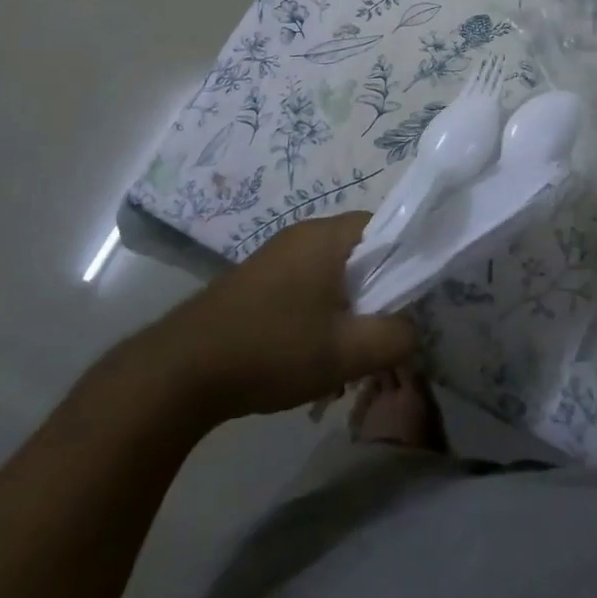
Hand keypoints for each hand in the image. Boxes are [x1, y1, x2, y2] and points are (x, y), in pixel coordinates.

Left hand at [152, 212, 417, 423]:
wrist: (183, 370)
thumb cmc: (273, 349)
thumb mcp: (346, 352)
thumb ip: (395, 337)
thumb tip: (413, 329)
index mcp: (328, 236)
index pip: (387, 228)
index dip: (405, 262)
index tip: (409, 302)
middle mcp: (303, 234)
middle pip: (360, 254)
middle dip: (375, 295)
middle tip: (378, 337)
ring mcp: (277, 255)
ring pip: (333, 274)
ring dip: (346, 310)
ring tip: (344, 356)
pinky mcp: (258, 279)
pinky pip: (306, 286)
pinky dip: (318, 314)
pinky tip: (309, 356)